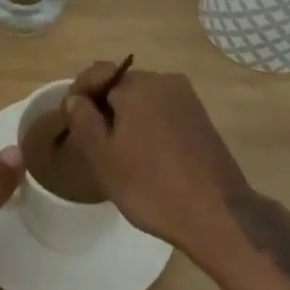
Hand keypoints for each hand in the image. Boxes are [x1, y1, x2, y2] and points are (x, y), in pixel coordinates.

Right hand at [60, 64, 248, 262]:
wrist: (218, 215)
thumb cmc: (152, 186)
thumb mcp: (103, 158)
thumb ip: (83, 120)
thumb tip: (75, 98)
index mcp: (137, 84)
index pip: (98, 74)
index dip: (80, 95)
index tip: (71, 122)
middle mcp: (164, 80)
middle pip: (122, 86)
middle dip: (105, 108)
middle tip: (96, 144)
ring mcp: (187, 98)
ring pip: (144, 100)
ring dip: (129, 118)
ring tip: (123, 154)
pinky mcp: (202, 118)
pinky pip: (165, 112)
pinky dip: (151, 126)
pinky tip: (151, 158)